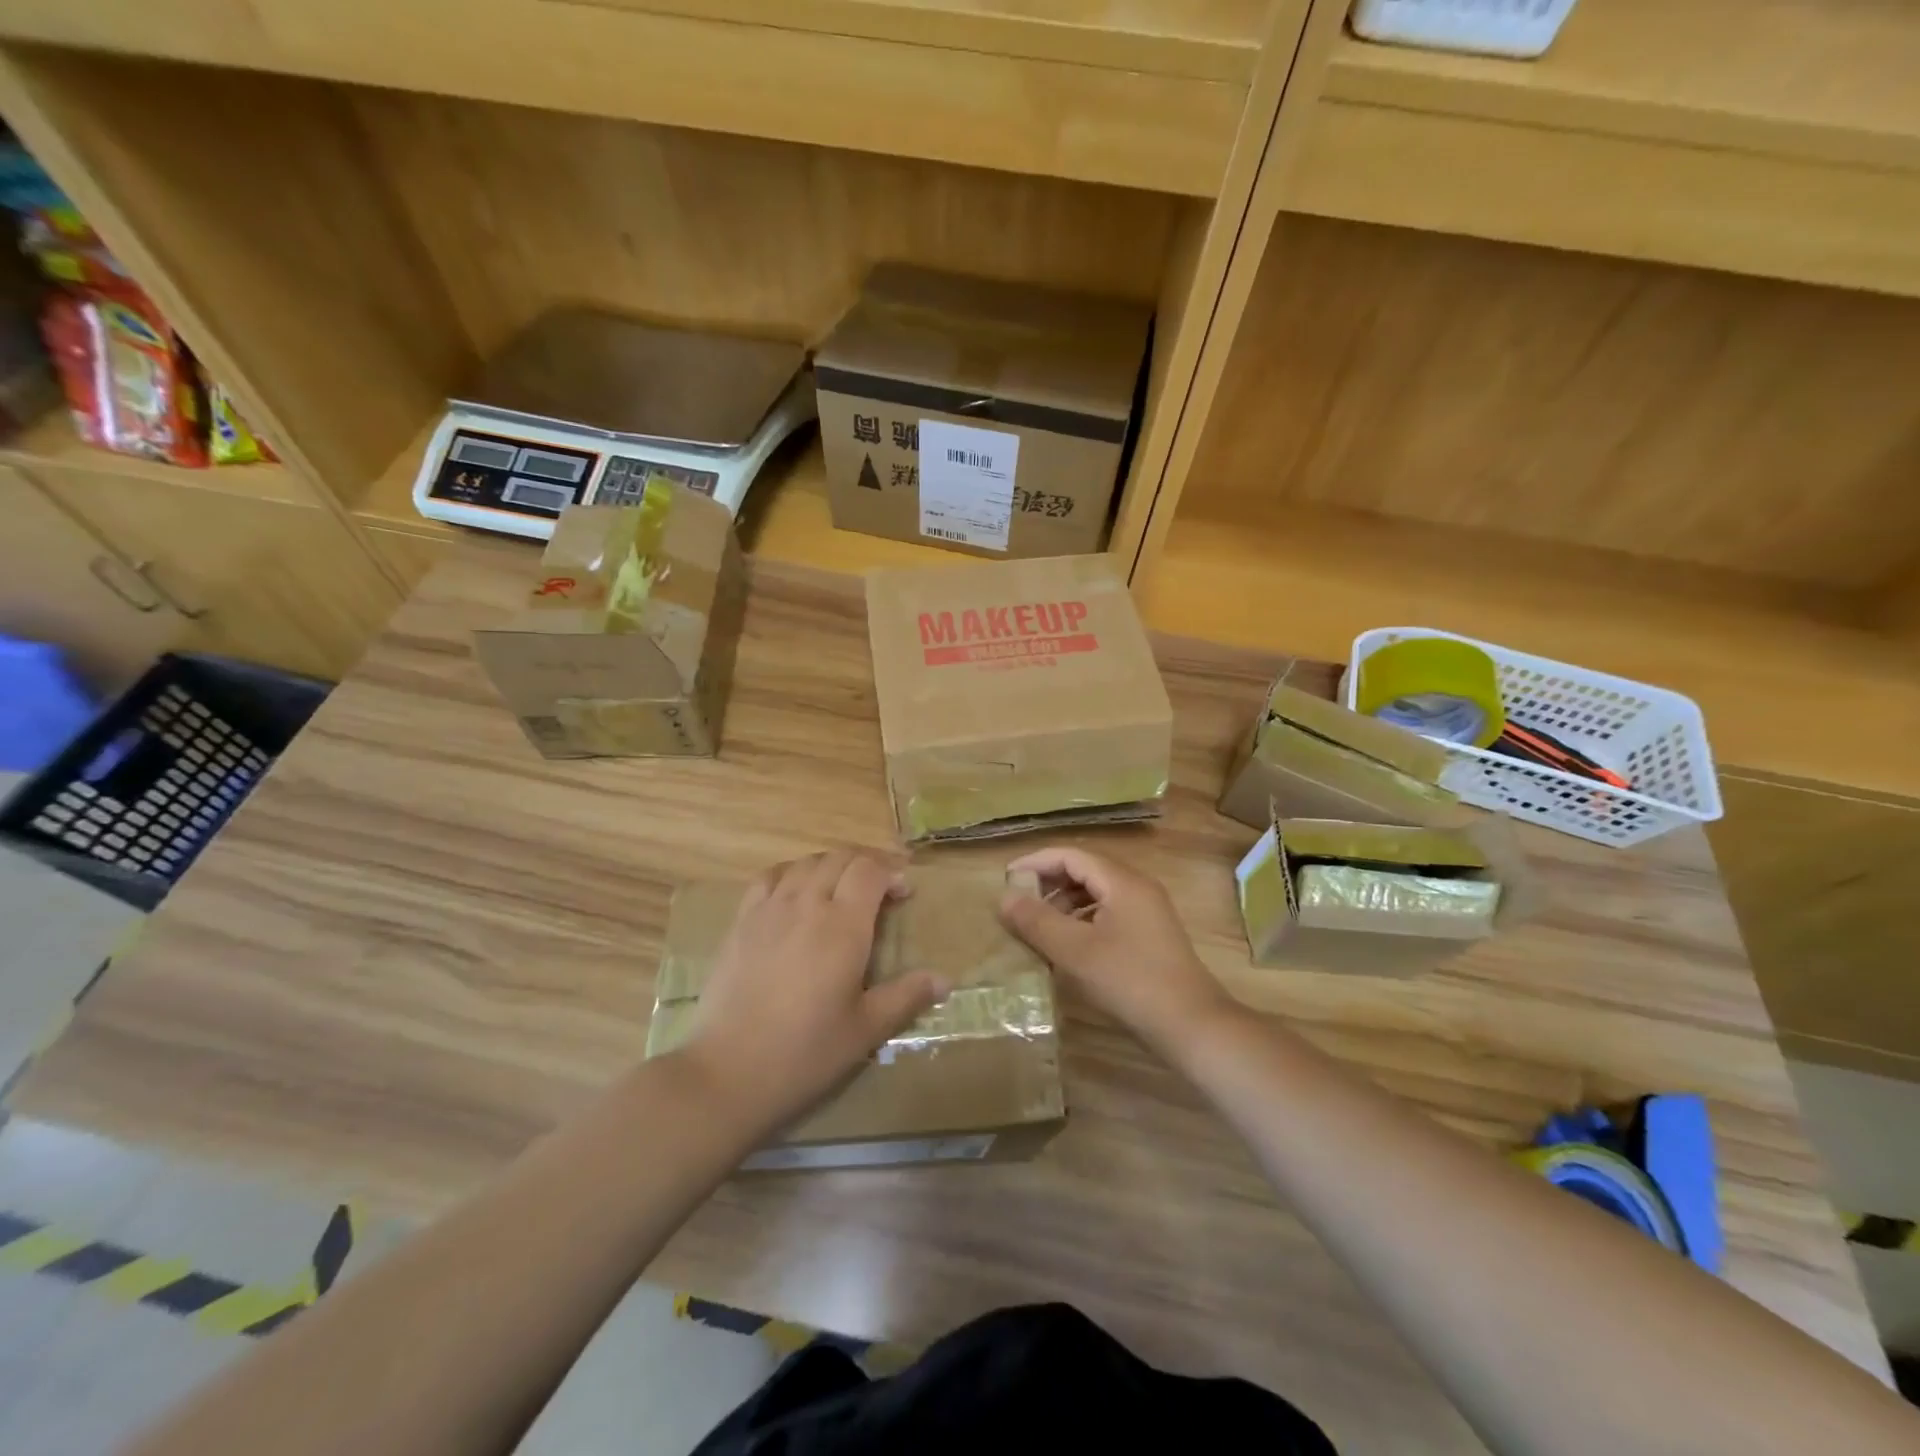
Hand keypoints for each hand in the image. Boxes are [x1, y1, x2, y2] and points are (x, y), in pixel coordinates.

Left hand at [678, 848, 947, 1133]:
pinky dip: (793, 872)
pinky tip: (797, 892)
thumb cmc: (805, 1053)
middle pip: (840, 858)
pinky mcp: (742, 922)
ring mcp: (770, 909)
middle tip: (882, 886)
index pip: (870, 870)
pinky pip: (770, 877)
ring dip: (832, 865)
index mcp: (843, 926)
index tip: (905, 891)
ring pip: (806, 862)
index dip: (892, 871)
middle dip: (867, 863)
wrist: (728, 1072)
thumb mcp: (865, 1029)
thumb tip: (945, 980)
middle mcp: (807, 904)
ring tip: (843, 887)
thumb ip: (906, 997)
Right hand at [999, 845, 1234, 1056]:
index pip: (1071, 855)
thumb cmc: (1130, 981)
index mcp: (1122, 881)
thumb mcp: (1075, 951)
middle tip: (1019, 905)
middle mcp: (1137, 887)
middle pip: (1085, 871)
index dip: (1036, 863)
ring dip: (1064, 904)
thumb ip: (1037, 921)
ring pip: (1096, 894)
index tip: (1007, 879)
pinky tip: (1068, 947)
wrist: (1191, 1025)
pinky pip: (1108, 914)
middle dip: (1049, 884)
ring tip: (1038, 928)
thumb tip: (1004, 898)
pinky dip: (1082, 921)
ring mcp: (1148, 912)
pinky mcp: (1151, 935)